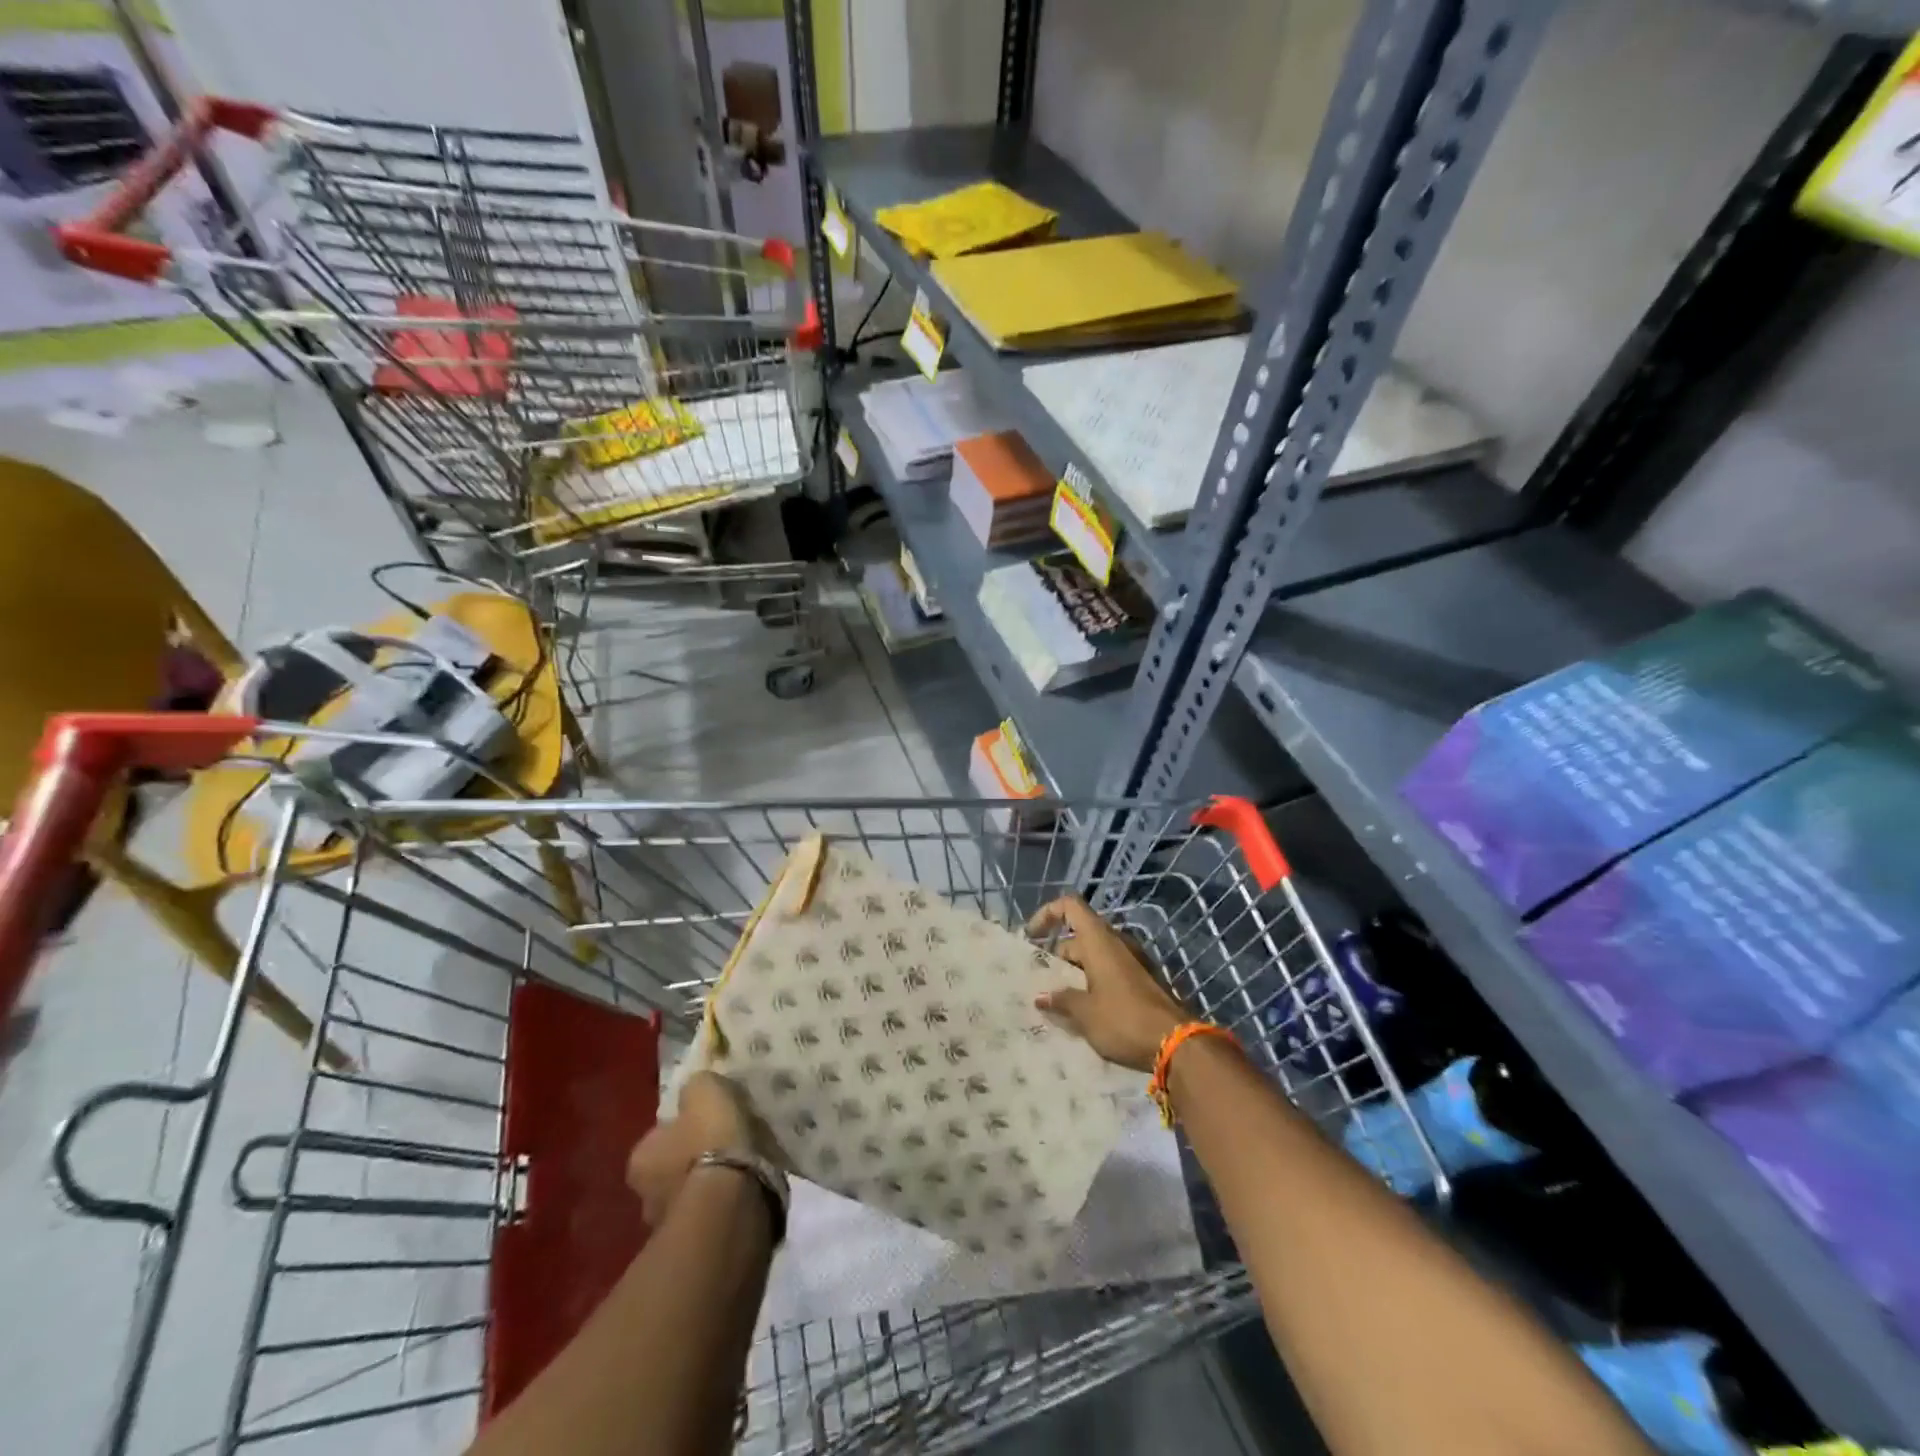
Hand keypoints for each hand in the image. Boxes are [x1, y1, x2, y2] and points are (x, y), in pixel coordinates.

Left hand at [626, 1071, 765, 1227]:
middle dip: (695, 1157)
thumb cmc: (710, 1142)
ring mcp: (669, 1226)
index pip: (660, 1135)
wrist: (731, 1205)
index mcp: (641, 1158)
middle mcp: (645, 1196)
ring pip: (692, 1193)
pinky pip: (713, 1212)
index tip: (708, 1120)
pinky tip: (749, 1188)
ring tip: (745, 1165)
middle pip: (673, 1167)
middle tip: (727, 1143)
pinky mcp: (697, 1245)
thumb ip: (697, 1087)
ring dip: (712, 1182)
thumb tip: (697, 1090)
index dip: (684, 1125)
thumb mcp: (705, 1092)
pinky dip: (727, 1202)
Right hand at [1028, 895, 1188, 1071]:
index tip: (1032, 938)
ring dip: (1075, 972)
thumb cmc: (1124, 1020)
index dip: (1047, 914)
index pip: (1070, 906)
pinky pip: (1110, 971)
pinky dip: (1093, 982)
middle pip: (1080, 935)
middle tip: (1041, 981)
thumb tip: (1041, 996)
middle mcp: (1117, 943)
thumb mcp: (1085, 1013)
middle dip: (1058, 955)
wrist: (1177, 1043)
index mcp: (1099, 941)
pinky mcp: (1143, 980)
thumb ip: (1061, 1000)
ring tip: (1058, 999)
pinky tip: (1084, 1010)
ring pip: (1095, 956)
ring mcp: (1133, 961)